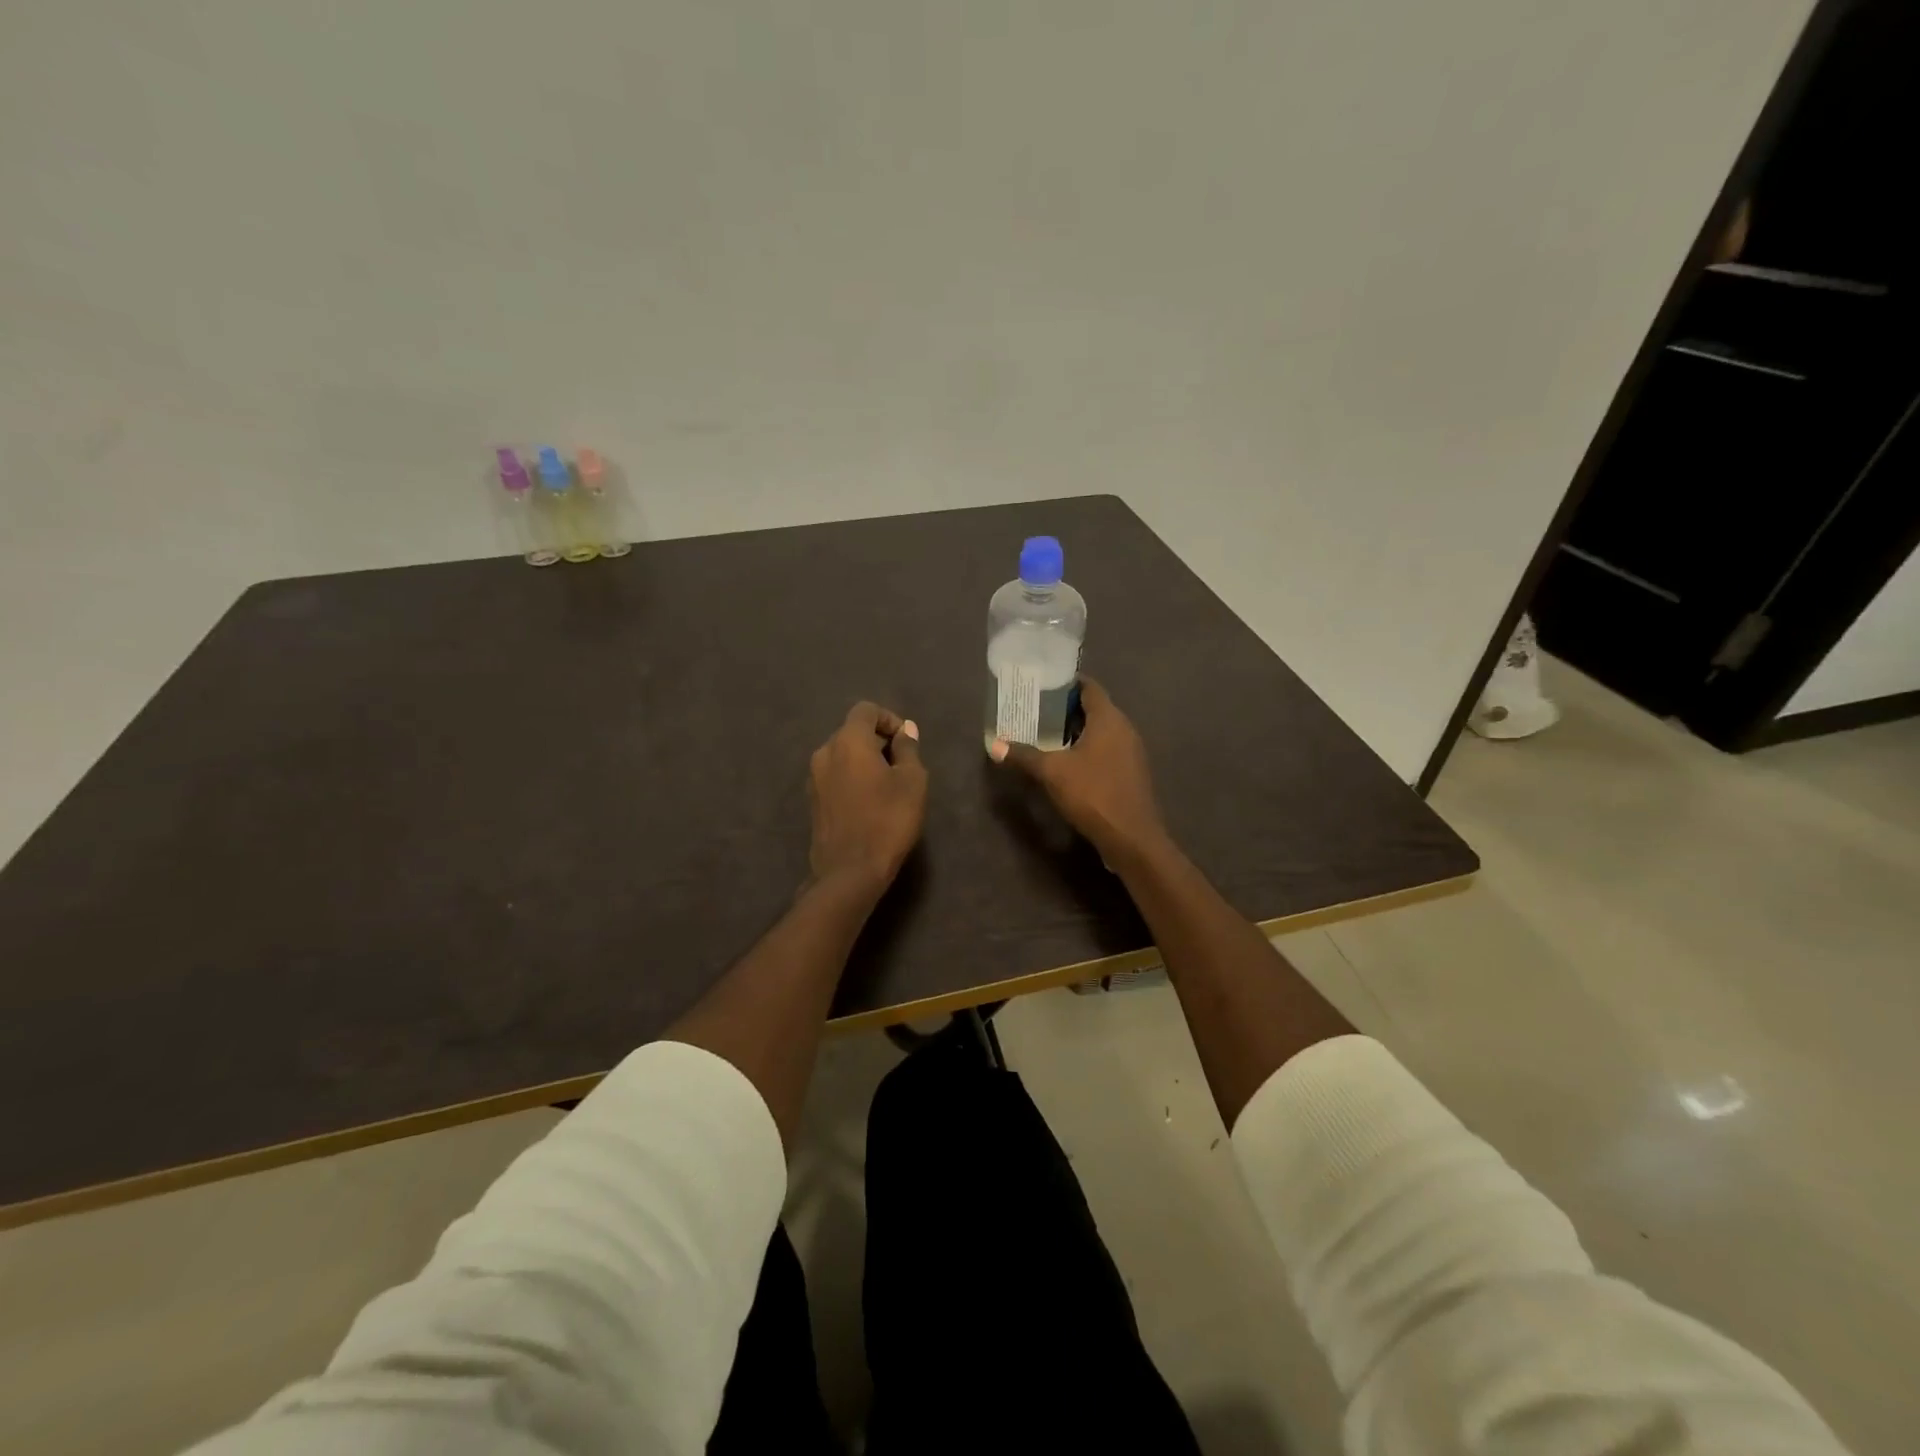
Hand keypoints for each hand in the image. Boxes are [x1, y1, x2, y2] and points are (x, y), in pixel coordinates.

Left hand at [807, 701, 927, 894]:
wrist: (849, 871)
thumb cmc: (888, 820)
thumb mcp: (912, 782)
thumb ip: (908, 749)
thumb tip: (905, 731)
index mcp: (848, 741)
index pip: (866, 710)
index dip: (889, 719)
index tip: (907, 742)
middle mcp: (825, 752)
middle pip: (852, 731)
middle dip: (878, 740)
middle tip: (902, 765)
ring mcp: (814, 777)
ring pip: (842, 755)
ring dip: (864, 760)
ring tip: (887, 785)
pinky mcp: (812, 800)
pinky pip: (835, 775)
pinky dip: (852, 778)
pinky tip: (869, 802)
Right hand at [990, 679, 1167, 860]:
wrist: (1131, 837)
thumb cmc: (1093, 793)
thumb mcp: (1052, 772)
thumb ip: (1024, 755)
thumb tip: (996, 746)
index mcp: (1109, 718)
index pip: (1089, 687)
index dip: (1065, 683)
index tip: (1041, 686)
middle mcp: (1124, 728)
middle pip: (1094, 708)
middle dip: (1066, 709)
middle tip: (1036, 711)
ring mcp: (1131, 751)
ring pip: (1101, 731)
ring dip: (1076, 731)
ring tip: (1046, 735)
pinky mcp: (1131, 772)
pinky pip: (1107, 750)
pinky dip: (1087, 749)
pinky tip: (1067, 763)